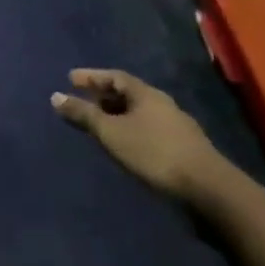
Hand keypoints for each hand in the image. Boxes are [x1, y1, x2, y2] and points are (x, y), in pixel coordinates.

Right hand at [52, 69, 227, 205]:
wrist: (208, 189)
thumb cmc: (154, 152)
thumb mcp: (111, 133)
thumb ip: (84, 115)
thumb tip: (55, 96)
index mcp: (146, 94)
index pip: (115, 76)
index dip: (92, 76)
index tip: (70, 78)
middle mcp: (163, 104)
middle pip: (128, 93)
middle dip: (104, 95)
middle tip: (83, 100)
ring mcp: (176, 126)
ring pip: (140, 112)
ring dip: (118, 114)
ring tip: (100, 124)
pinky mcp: (184, 148)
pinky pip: (149, 129)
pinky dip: (131, 129)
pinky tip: (125, 144)